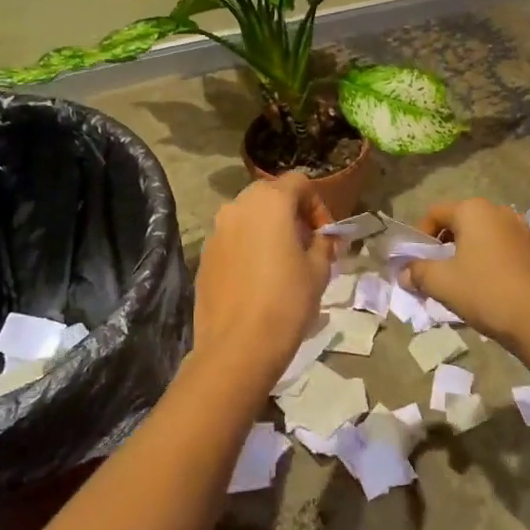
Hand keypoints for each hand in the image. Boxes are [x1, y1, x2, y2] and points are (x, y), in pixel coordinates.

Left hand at [192, 172, 335, 380]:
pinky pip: (232, 240)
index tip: (325, 234)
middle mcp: (237, 207)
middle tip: (306, 245)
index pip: (298, 182)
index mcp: (269, 202)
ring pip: (248, 217)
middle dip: (291, 214)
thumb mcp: (319, 270)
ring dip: (268, 230)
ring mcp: (216, 231)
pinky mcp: (204, 256)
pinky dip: (248, 248)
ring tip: (284, 262)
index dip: (317, 204)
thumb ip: (324, 243)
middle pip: (270, 195)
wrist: (238, 346)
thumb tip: (324, 238)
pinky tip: (258, 280)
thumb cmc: (286, 301)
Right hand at [402, 198, 529, 352]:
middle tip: (436, 274)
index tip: (416, 262)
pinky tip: (490, 291)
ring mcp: (524, 231)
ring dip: (468, 256)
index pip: (435, 213)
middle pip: (461, 223)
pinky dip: (491, 264)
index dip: (419, 236)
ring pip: (484, 238)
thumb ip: (417, 272)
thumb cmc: (486, 292)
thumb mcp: (442, 283)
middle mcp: (501, 212)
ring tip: (462, 285)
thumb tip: (404, 273)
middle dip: (444, 247)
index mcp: (475, 211)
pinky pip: (505, 251)